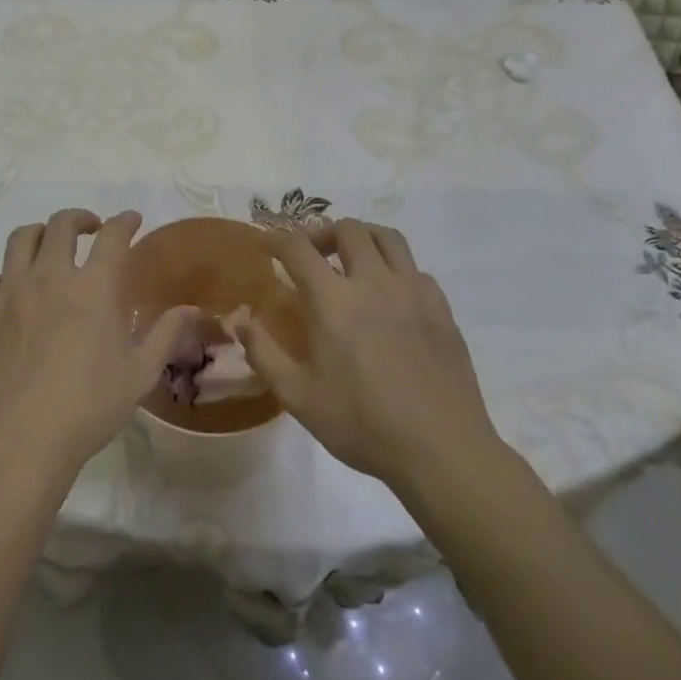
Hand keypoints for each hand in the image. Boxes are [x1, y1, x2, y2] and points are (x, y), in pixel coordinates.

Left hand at [0, 209, 197, 480]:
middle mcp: (51, 276)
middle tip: (90, 230)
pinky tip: (11, 291)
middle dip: (80, 218)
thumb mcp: (140, 373)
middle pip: (62, 224)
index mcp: (94, 287)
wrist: (21, 441)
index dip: (125, 221)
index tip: (131, 220)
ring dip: (40, 234)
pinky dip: (3, 276)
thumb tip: (191, 308)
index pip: (113, 235)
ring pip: (21, 239)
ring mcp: (11, 292)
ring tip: (49, 247)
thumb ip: (165, 334)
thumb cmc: (89, 407)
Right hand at [240, 219, 502, 492]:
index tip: (266, 244)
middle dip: (321, 233)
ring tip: (351, 259)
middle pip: (347, 229)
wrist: (442, 450)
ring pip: (386, 237)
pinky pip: (413, 267)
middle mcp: (373, 282)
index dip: (277, 239)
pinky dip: (394, 268)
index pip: (298, 248)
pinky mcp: (440, 306)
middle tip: (311, 255)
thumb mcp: (299, 397)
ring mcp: (412, 290)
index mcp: (334, 300)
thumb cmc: (363, 425)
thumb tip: (238, 317)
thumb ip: (263, 352)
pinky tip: (389, 295)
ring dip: (362, 238)